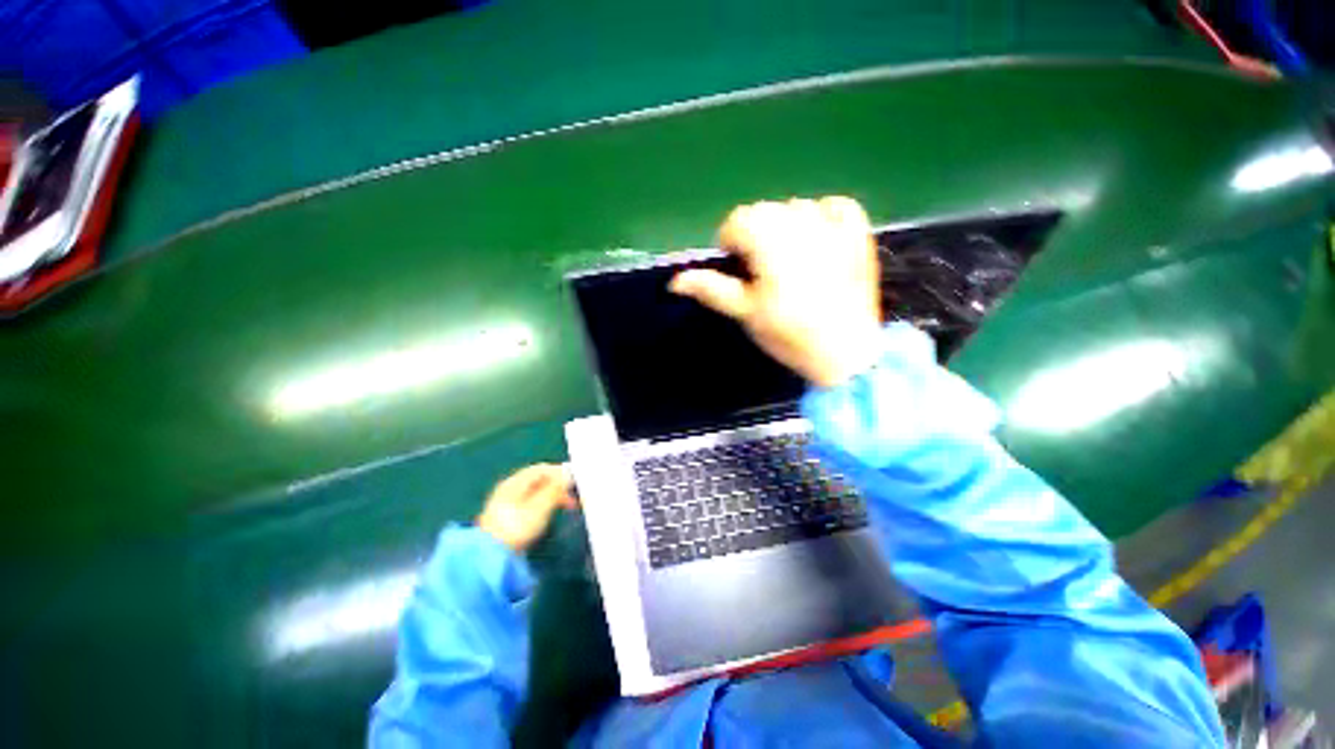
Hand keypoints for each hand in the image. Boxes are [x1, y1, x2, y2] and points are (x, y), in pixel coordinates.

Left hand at [476, 464, 576, 551]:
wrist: (490, 558)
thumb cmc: (516, 528)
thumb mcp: (540, 506)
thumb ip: (555, 489)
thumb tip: (567, 475)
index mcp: (514, 483)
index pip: (541, 469)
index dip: (560, 472)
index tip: (575, 481)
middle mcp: (508, 490)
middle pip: (538, 480)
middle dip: (558, 486)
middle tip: (574, 497)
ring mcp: (505, 505)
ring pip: (535, 493)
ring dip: (553, 497)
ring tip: (567, 507)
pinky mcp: (506, 519)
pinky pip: (530, 504)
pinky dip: (544, 506)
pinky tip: (550, 515)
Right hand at [669, 197, 881, 387]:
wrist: (846, 351)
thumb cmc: (788, 333)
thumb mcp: (744, 312)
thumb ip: (711, 289)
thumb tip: (675, 281)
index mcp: (768, 239)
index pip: (737, 221)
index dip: (731, 245)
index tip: (739, 272)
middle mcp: (799, 221)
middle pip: (764, 212)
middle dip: (756, 237)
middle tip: (763, 273)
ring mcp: (833, 223)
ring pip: (796, 208)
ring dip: (786, 228)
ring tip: (791, 263)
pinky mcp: (858, 232)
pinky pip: (834, 206)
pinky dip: (823, 217)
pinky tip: (819, 241)